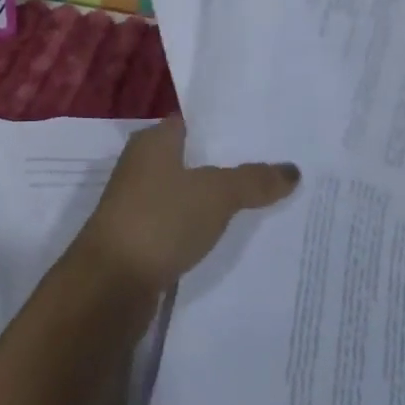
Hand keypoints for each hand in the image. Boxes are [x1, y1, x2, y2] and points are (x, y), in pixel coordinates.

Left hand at [75, 117, 298, 297]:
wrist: (112, 281)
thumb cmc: (160, 219)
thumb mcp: (215, 194)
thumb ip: (252, 180)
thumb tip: (292, 169)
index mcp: (153, 141)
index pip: (192, 122)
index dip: (225, 126)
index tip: (264, 131)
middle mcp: (142, 165)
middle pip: (192, 157)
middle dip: (228, 163)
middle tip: (276, 166)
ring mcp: (139, 202)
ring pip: (187, 191)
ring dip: (215, 197)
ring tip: (264, 200)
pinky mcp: (142, 236)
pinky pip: (181, 222)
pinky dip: (203, 225)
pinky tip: (231, 234)